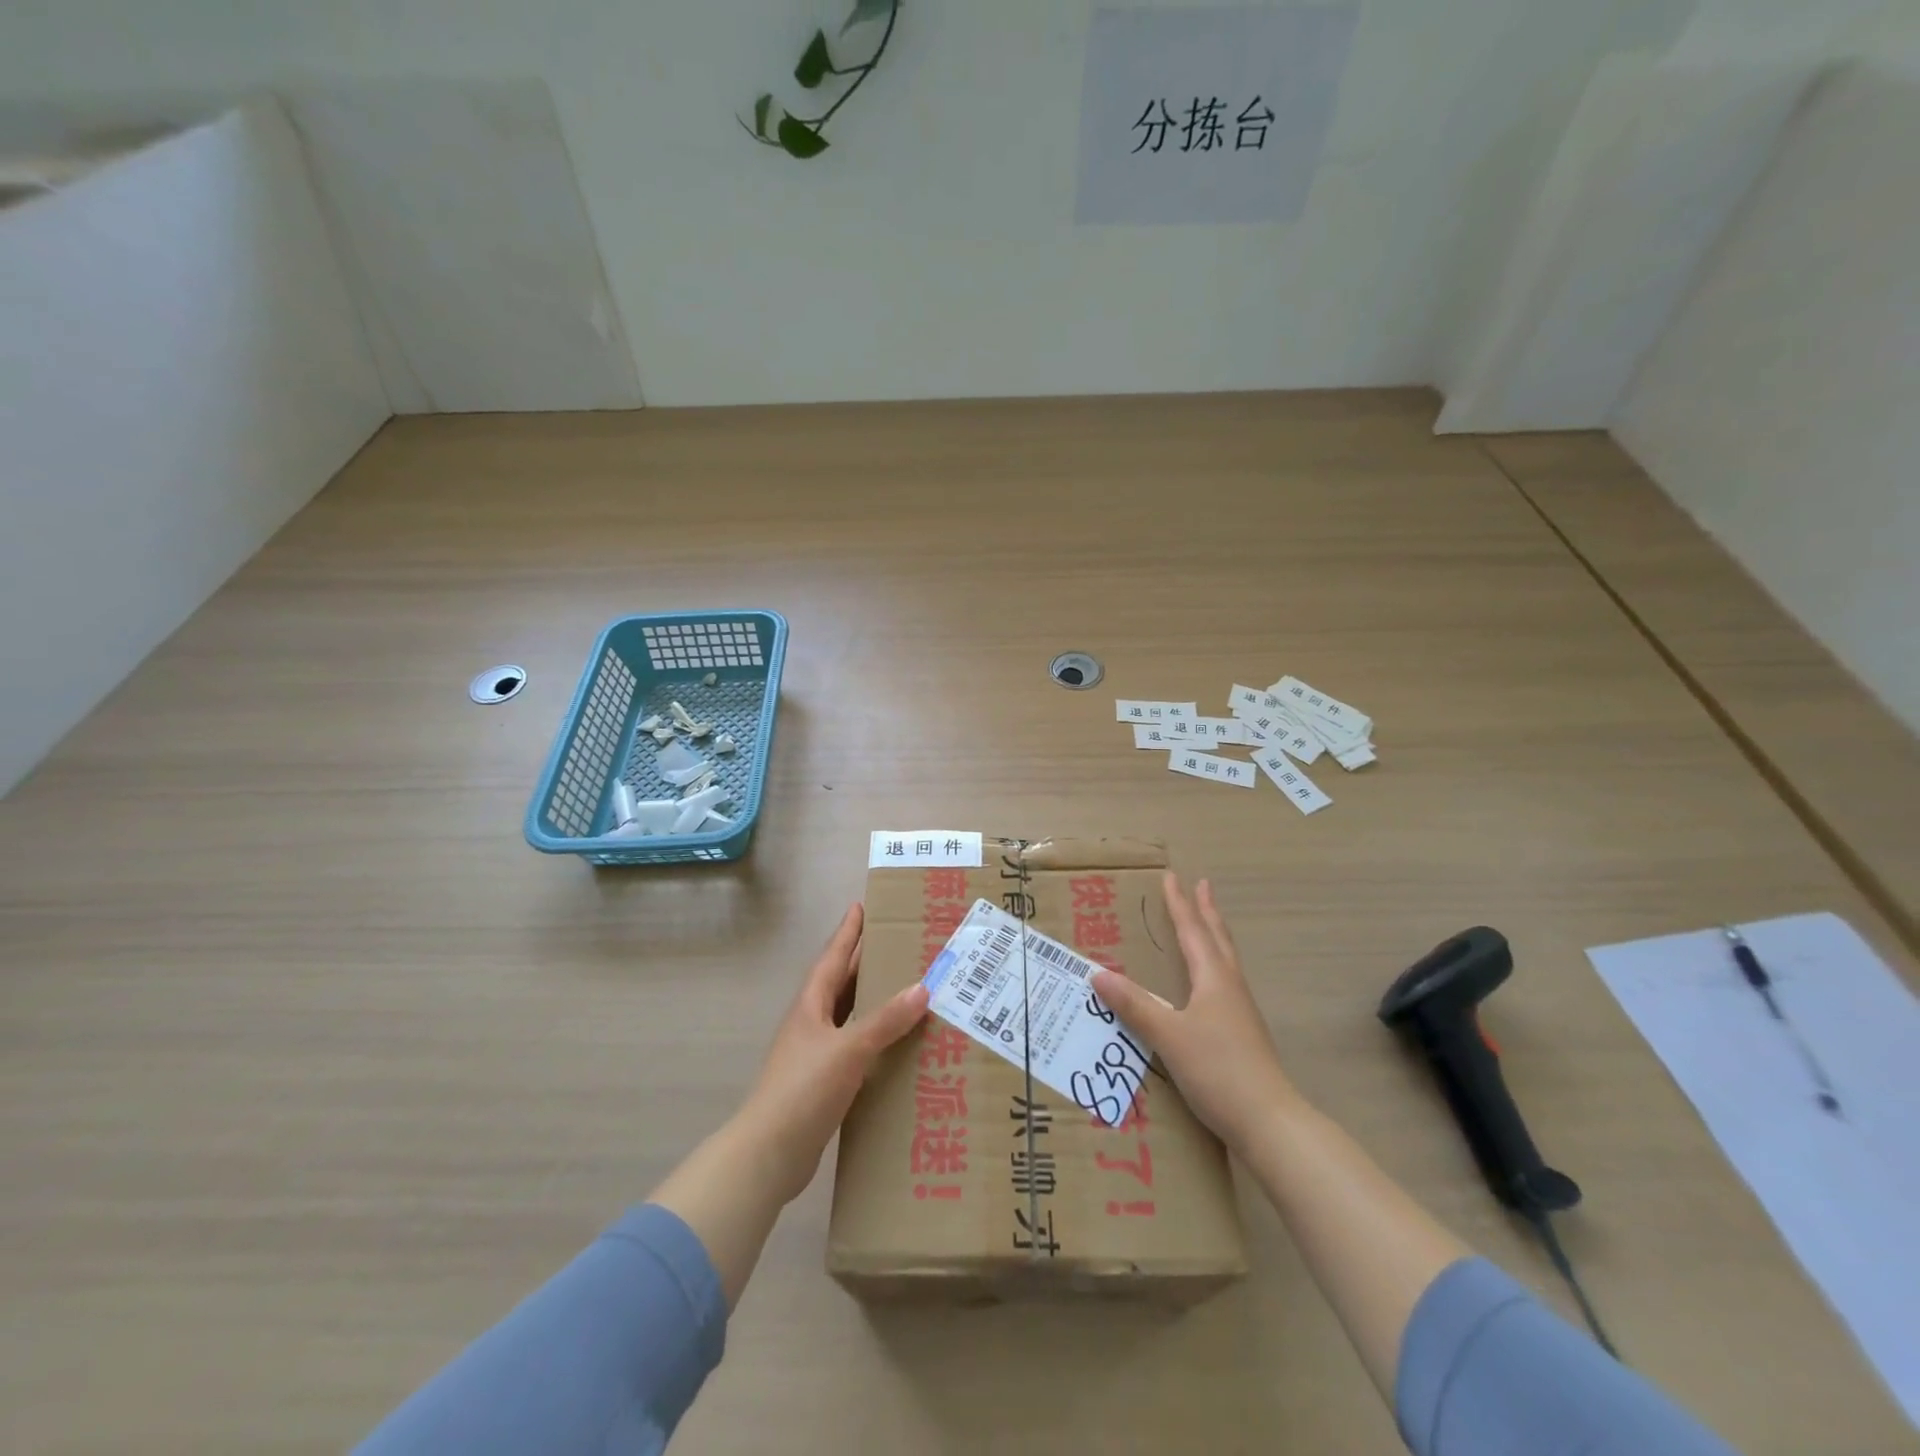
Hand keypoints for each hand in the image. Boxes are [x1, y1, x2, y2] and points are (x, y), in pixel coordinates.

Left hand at [736, 903, 928, 1203]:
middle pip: (841, 983)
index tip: (861, 906)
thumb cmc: (804, 1090)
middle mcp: (812, 1023)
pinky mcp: (823, 1083)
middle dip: (864, 961)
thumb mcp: (849, 1049)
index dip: (847, 933)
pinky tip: (896, 1044)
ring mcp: (815, 1054)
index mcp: (811, 1006)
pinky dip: (875, 1038)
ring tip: (904, 987)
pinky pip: (855, 1047)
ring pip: (848, 1015)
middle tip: (896, 942)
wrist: (768, 1155)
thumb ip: (885, 1021)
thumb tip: (922, 987)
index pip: (832, 958)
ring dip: (872, 1000)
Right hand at [1091, 873, 1300, 1152]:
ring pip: (1225, 961)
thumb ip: (1134, 1005)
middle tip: (1203, 886)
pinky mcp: (1243, 1035)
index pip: (1192, 931)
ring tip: (1206, 927)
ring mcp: (1241, 1012)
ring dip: (1214, 937)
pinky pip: (1224, 985)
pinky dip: (1213, 968)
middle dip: (1207, 912)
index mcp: (1214, 979)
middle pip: (1218, 939)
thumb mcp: (1168, 1036)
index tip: (1172, 877)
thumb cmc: (1218, 1070)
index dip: (1179, 904)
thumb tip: (1097, 973)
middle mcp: (1230, 988)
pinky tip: (1207, 986)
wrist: (1269, 1122)